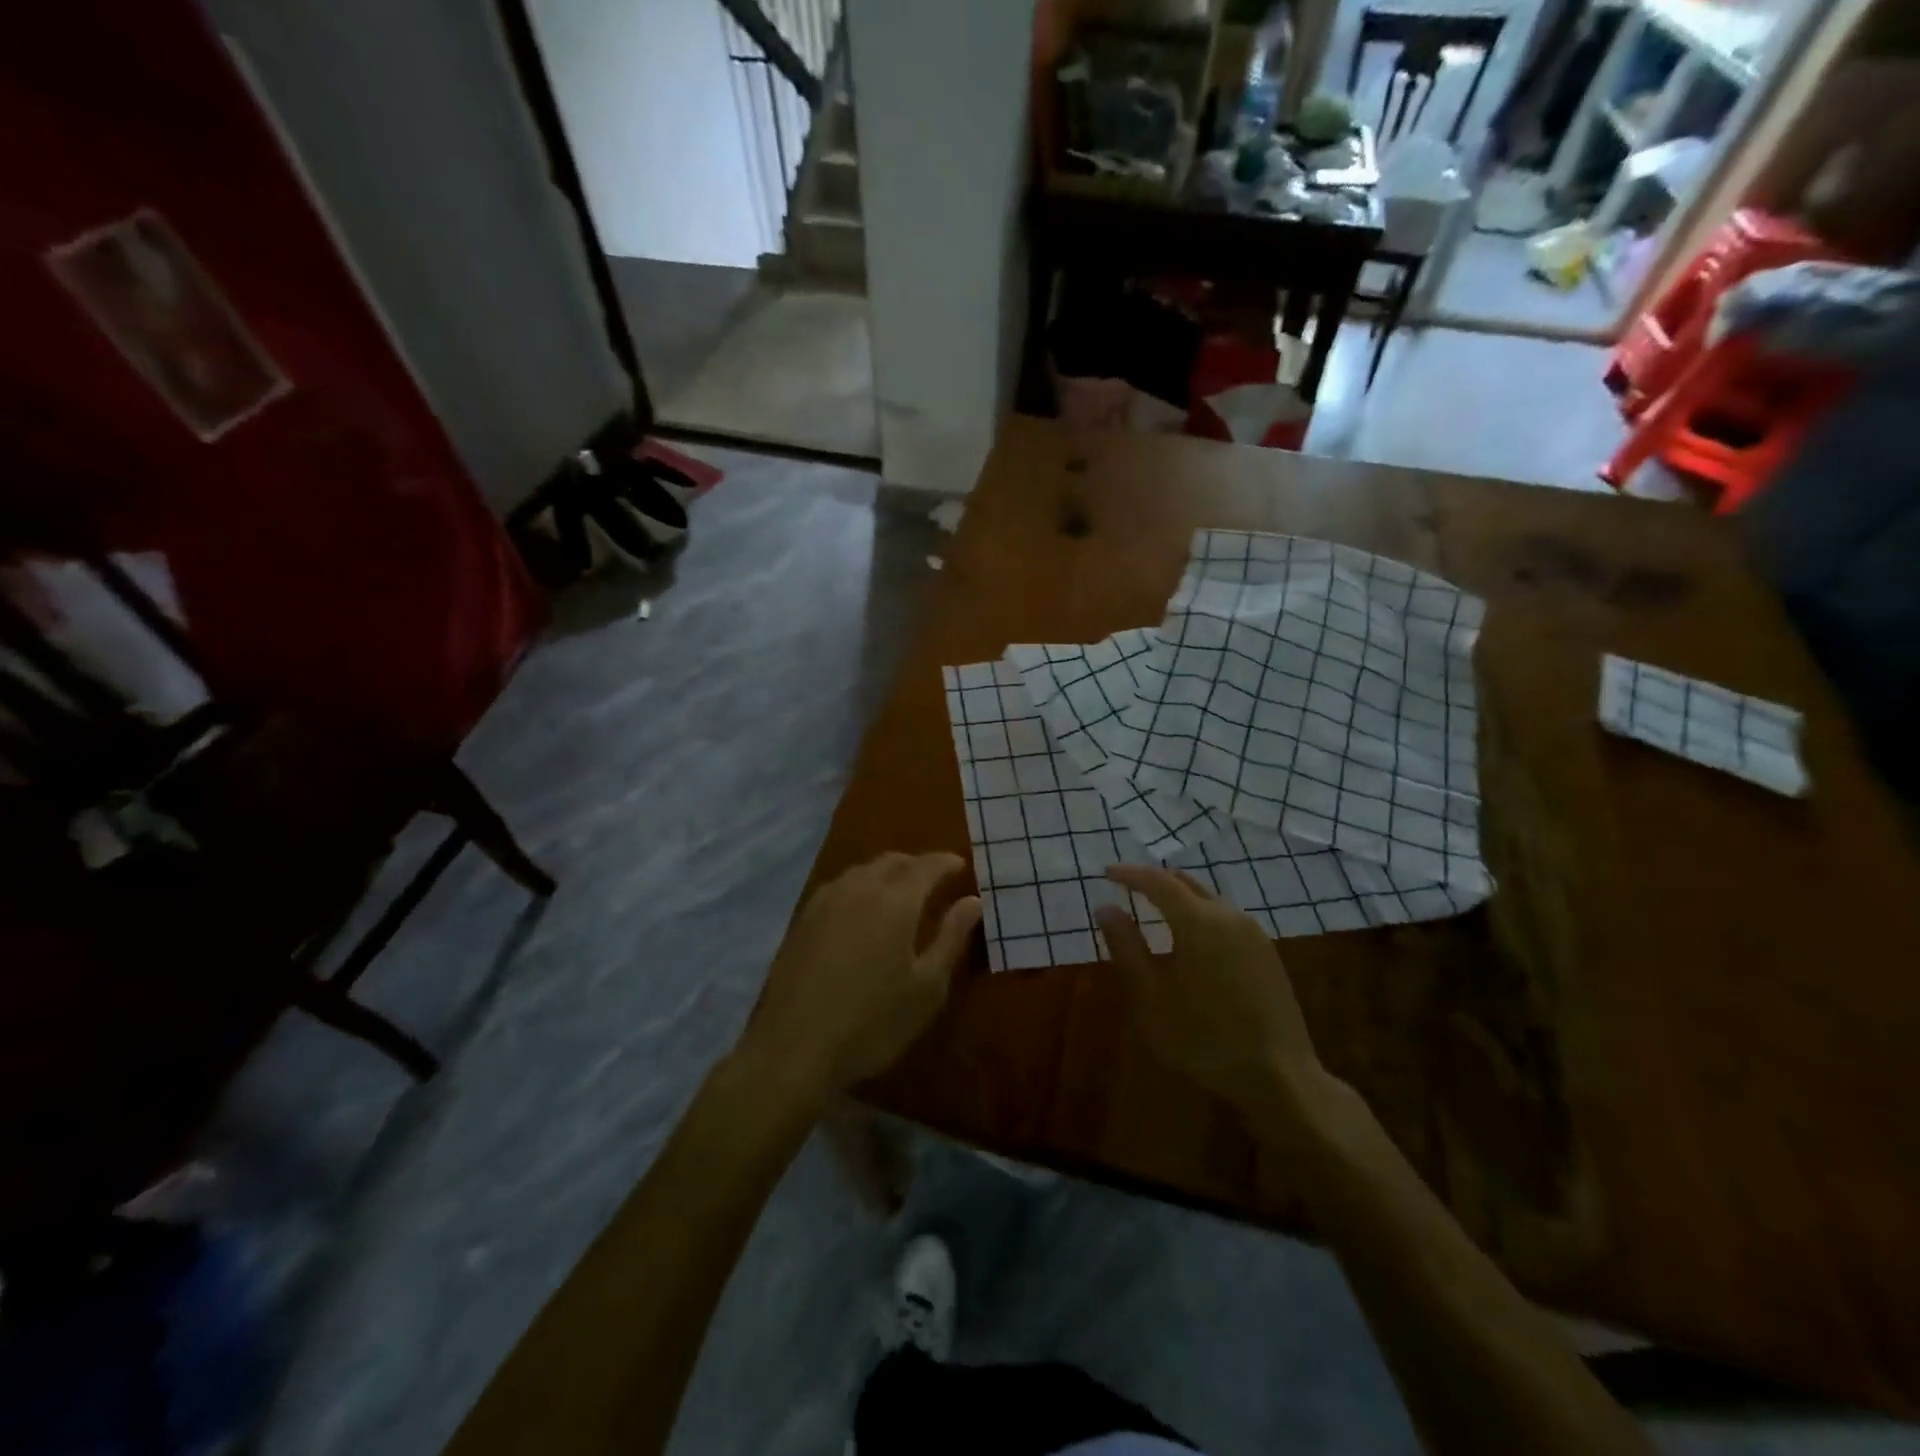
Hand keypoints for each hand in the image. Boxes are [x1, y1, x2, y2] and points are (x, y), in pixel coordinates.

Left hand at [740, 852, 980, 1103]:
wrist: (794, 1048)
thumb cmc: (872, 1022)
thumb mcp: (927, 987)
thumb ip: (951, 937)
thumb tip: (972, 901)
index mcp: (895, 901)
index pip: (926, 866)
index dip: (945, 863)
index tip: (960, 865)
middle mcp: (859, 889)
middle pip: (892, 861)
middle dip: (916, 864)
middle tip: (934, 878)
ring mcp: (825, 901)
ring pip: (862, 870)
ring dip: (886, 873)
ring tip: (900, 891)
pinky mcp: (802, 919)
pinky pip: (840, 886)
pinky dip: (860, 886)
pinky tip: (860, 908)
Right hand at [1095, 865, 1331, 1119]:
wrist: (1280, 1076)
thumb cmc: (1204, 1038)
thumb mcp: (1151, 997)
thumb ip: (1126, 947)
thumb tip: (1105, 908)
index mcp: (1199, 922)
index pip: (1158, 881)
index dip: (1129, 874)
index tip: (1106, 873)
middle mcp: (1229, 916)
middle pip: (1186, 883)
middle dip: (1154, 881)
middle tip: (1126, 887)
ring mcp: (1253, 933)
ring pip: (1208, 899)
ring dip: (1178, 897)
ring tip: (1154, 910)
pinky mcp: (1266, 952)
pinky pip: (1225, 917)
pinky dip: (1199, 914)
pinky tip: (1190, 938)